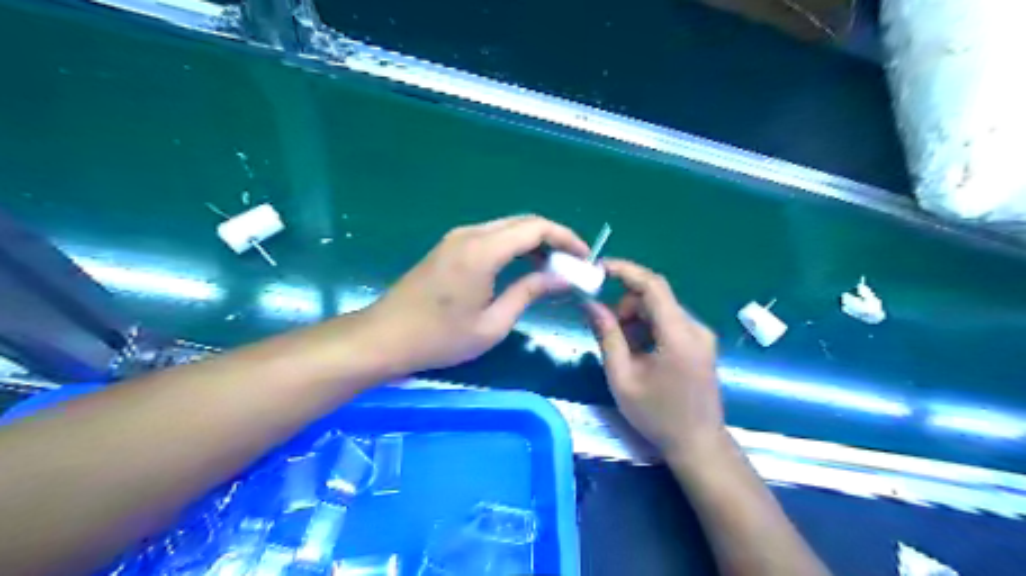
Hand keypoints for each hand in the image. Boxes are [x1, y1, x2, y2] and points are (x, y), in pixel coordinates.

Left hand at [359, 215, 588, 372]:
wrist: (384, 337)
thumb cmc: (440, 338)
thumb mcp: (492, 323)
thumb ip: (529, 293)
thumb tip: (562, 278)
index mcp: (483, 250)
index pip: (536, 228)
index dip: (566, 239)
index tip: (584, 258)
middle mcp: (470, 234)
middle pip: (523, 222)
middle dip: (553, 238)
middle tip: (572, 264)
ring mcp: (457, 238)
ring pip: (507, 227)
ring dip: (533, 242)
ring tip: (553, 268)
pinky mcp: (449, 247)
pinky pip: (491, 236)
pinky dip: (514, 246)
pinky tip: (523, 267)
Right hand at [585, 259, 728, 465]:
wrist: (698, 443)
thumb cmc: (657, 415)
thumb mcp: (622, 378)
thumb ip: (607, 336)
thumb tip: (589, 304)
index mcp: (678, 335)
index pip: (653, 285)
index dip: (625, 271)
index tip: (598, 269)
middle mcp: (695, 327)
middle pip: (655, 296)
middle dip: (626, 305)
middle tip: (608, 330)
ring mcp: (701, 334)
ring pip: (661, 308)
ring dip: (636, 318)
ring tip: (624, 349)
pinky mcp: (700, 342)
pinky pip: (669, 321)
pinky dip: (649, 327)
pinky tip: (640, 353)